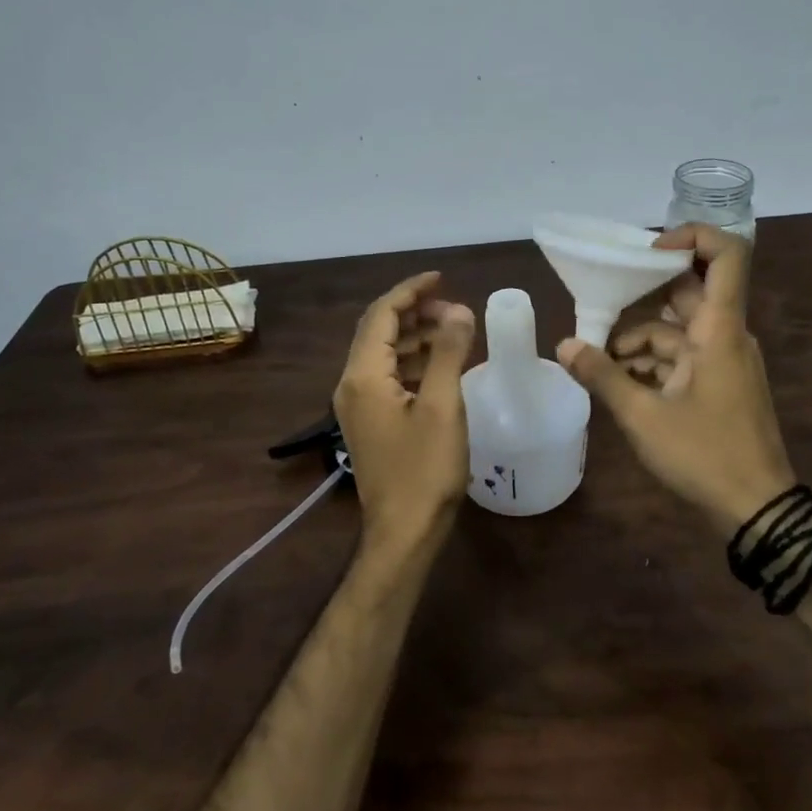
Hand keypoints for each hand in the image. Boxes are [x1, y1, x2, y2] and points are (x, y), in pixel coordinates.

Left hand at [333, 272, 475, 557]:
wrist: (404, 533)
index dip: (410, 291)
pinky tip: (443, 366)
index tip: (441, 277)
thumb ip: (449, 353)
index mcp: (363, 376)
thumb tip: (458, 310)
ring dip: (416, 337)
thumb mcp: (443, 406)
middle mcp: (352, 385)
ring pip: (385, 355)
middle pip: (379, 332)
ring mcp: (358, 406)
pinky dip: (414, 363)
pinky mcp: (370, 422)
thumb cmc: (424, 470)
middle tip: (454, 307)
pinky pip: (389, 377)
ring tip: (454, 331)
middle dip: (415, 312)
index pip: (381, 315)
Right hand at [557, 225, 794, 528]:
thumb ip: (602, 375)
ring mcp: (725, 360)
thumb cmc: (704, 454)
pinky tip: (620, 382)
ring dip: (639, 339)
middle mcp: (726, 335)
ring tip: (599, 361)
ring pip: (678, 330)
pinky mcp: (719, 383)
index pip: (726, 255)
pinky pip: (683, 356)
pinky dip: (653, 362)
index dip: (692, 236)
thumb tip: (564, 347)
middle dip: (640, 298)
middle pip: (686, 293)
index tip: (647, 251)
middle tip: (598, 307)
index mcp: (719, 329)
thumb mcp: (643, 415)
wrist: (757, 509)